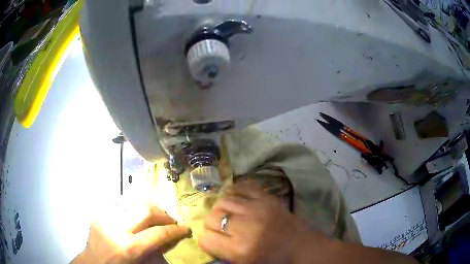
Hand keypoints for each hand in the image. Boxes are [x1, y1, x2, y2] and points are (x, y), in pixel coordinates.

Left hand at [72, 202, 188, 263]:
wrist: (93, 262)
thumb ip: (154, 252)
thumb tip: (168, 240)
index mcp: (128, 247)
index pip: (158, 233)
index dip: (175, 230)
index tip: (185, 228)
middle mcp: (116, 228)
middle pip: (145, 209)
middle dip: (162, 214)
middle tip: (169, 221)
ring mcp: (105, 216)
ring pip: (133, 202)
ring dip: (147, 209)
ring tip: (153, 218)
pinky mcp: (99, 212)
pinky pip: (120, 204)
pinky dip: (132, 210)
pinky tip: (134, 218)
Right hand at [198, 181, 324, 263]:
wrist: (301, 247)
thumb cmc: (274, 260)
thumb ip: (222, 253)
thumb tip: (206, 239)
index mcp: (241, 249)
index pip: (205, 238)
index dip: (206, 241)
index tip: (212, 241)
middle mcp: (246, 227)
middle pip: (211, 217)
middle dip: (211, 225)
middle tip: (220, 229)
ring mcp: (258, 208)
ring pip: (223, 200)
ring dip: (221, 209)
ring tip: (227, 215)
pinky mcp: (267, 197)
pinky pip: (242, 186)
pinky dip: (234, 191)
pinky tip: (236, 199)